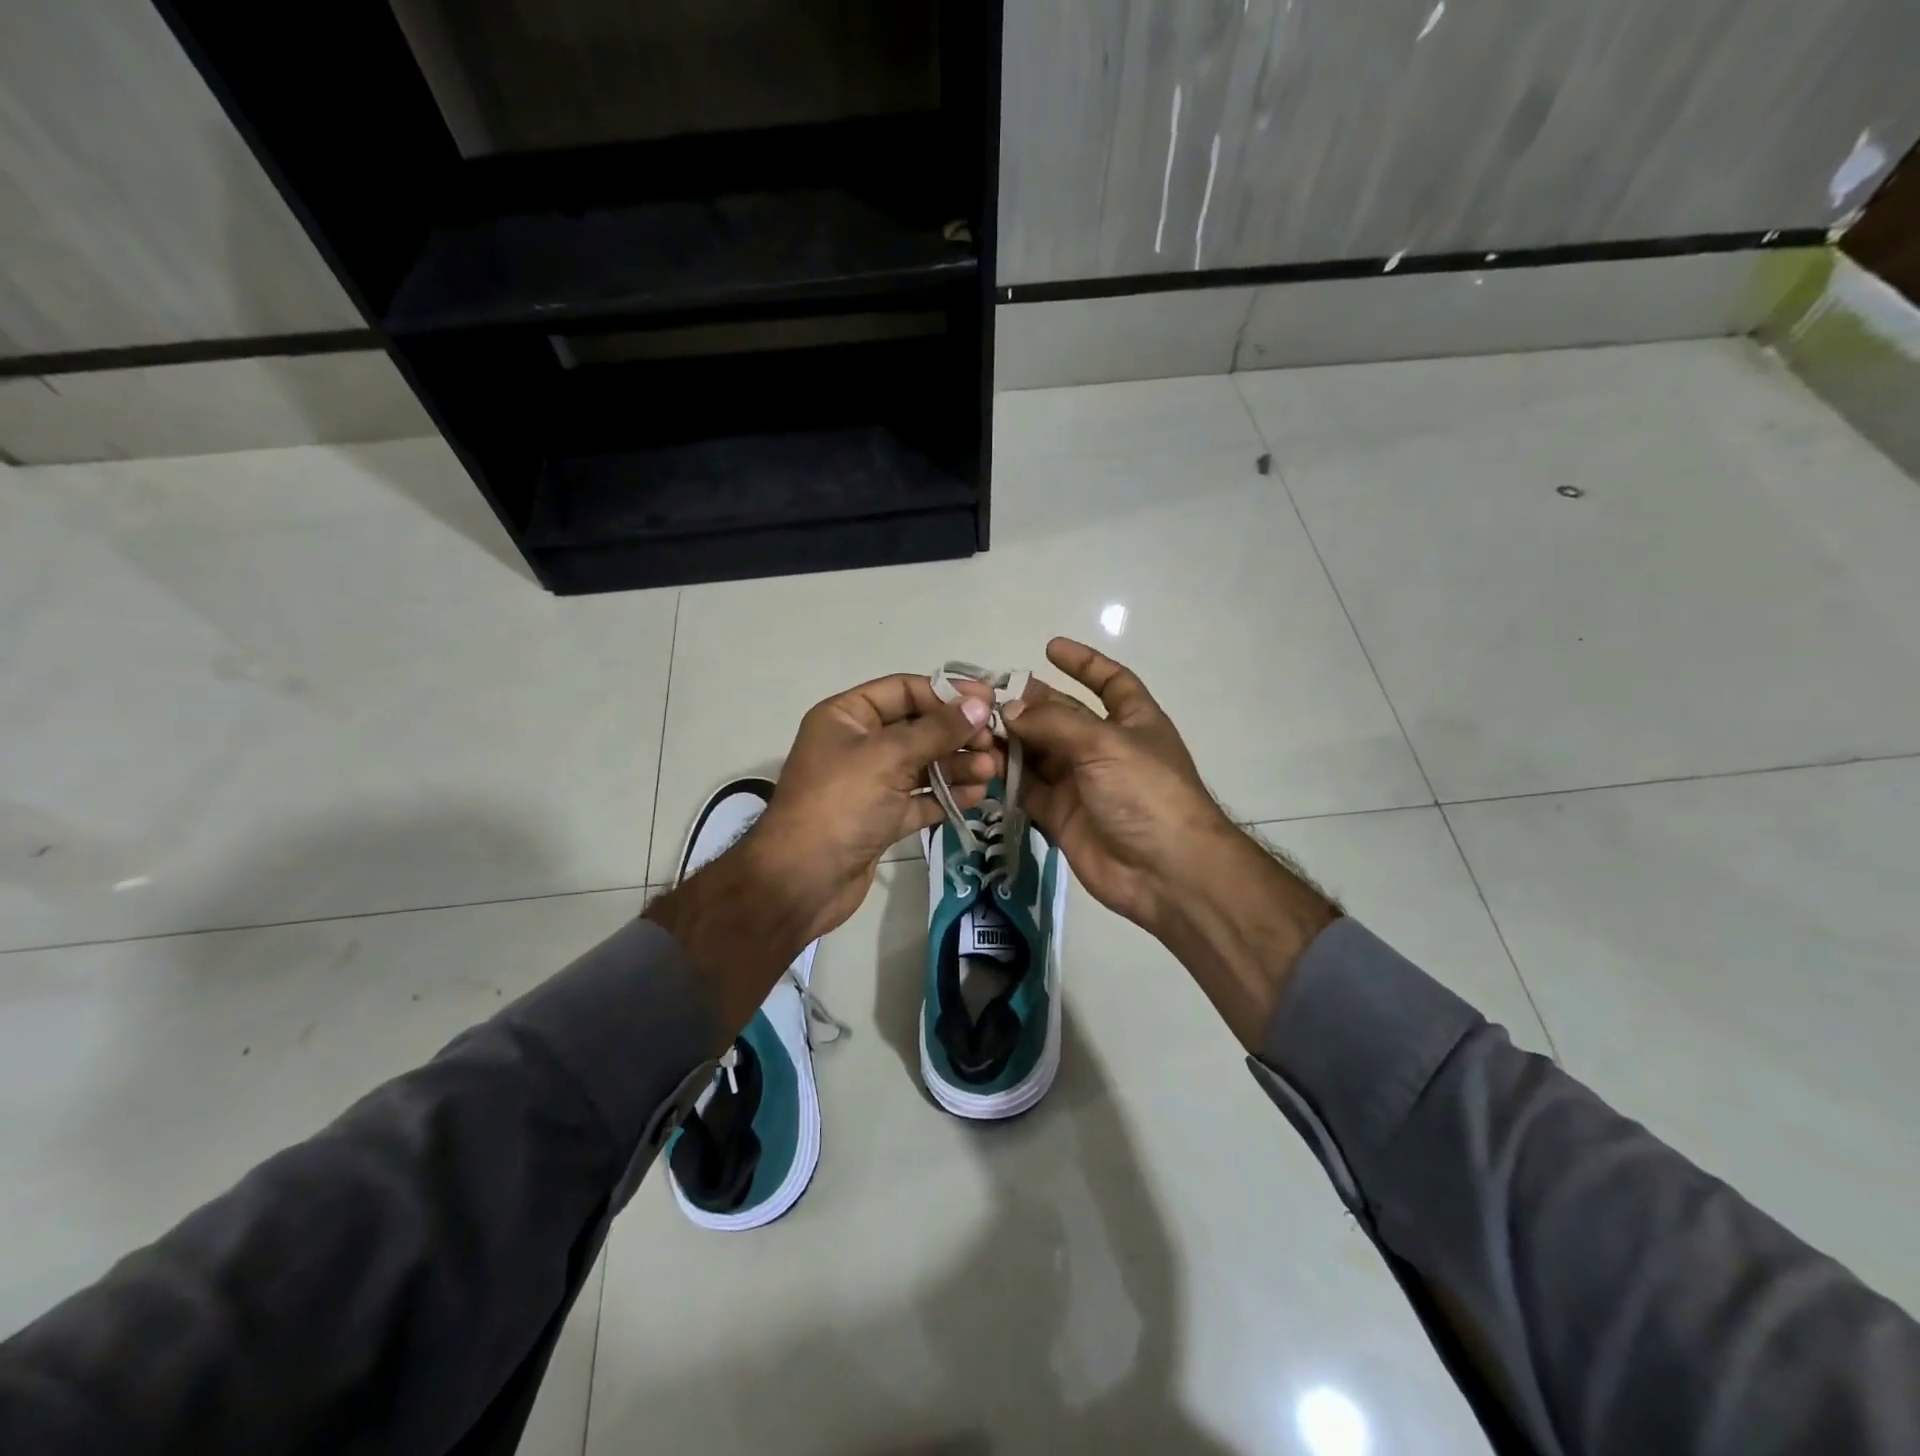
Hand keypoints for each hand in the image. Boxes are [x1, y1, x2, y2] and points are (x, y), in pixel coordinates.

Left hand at [648, 673, 997, 1035]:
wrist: (802, 880)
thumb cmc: (841, 803)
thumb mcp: (889, 757)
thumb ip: (938, 730)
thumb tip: (980, 705)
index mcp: (846, 716)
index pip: (904, 690)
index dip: (947, 694)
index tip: (989, 703)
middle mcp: (857, 744)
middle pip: (917, 728)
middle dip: (957, 735)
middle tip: (995, 744)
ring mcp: (869, 784)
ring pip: (922, 765)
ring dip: (958, 766)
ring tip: (993, 771)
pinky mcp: (881, 818)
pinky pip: (920, 799)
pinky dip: (946, 796)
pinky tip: (978, 796)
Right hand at [1002, 639, 1238, 938]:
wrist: (1164, 872)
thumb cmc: (1145, 792)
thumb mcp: (1104, 744)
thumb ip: (1053, 724)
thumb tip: (1009, 709)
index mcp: (1132, 721)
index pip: (1110, 682)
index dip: (1084, 663)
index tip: (1050, 647)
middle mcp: (1105, 748)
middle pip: (1062, 717)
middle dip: (1030, 704)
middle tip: (987, 695)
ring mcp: (1082, 783)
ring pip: (1039, 753)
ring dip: (1011, 740)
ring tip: (974, 727)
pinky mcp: (1061, 815)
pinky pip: (1028, 789)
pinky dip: (1006, 776)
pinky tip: (980, 762)